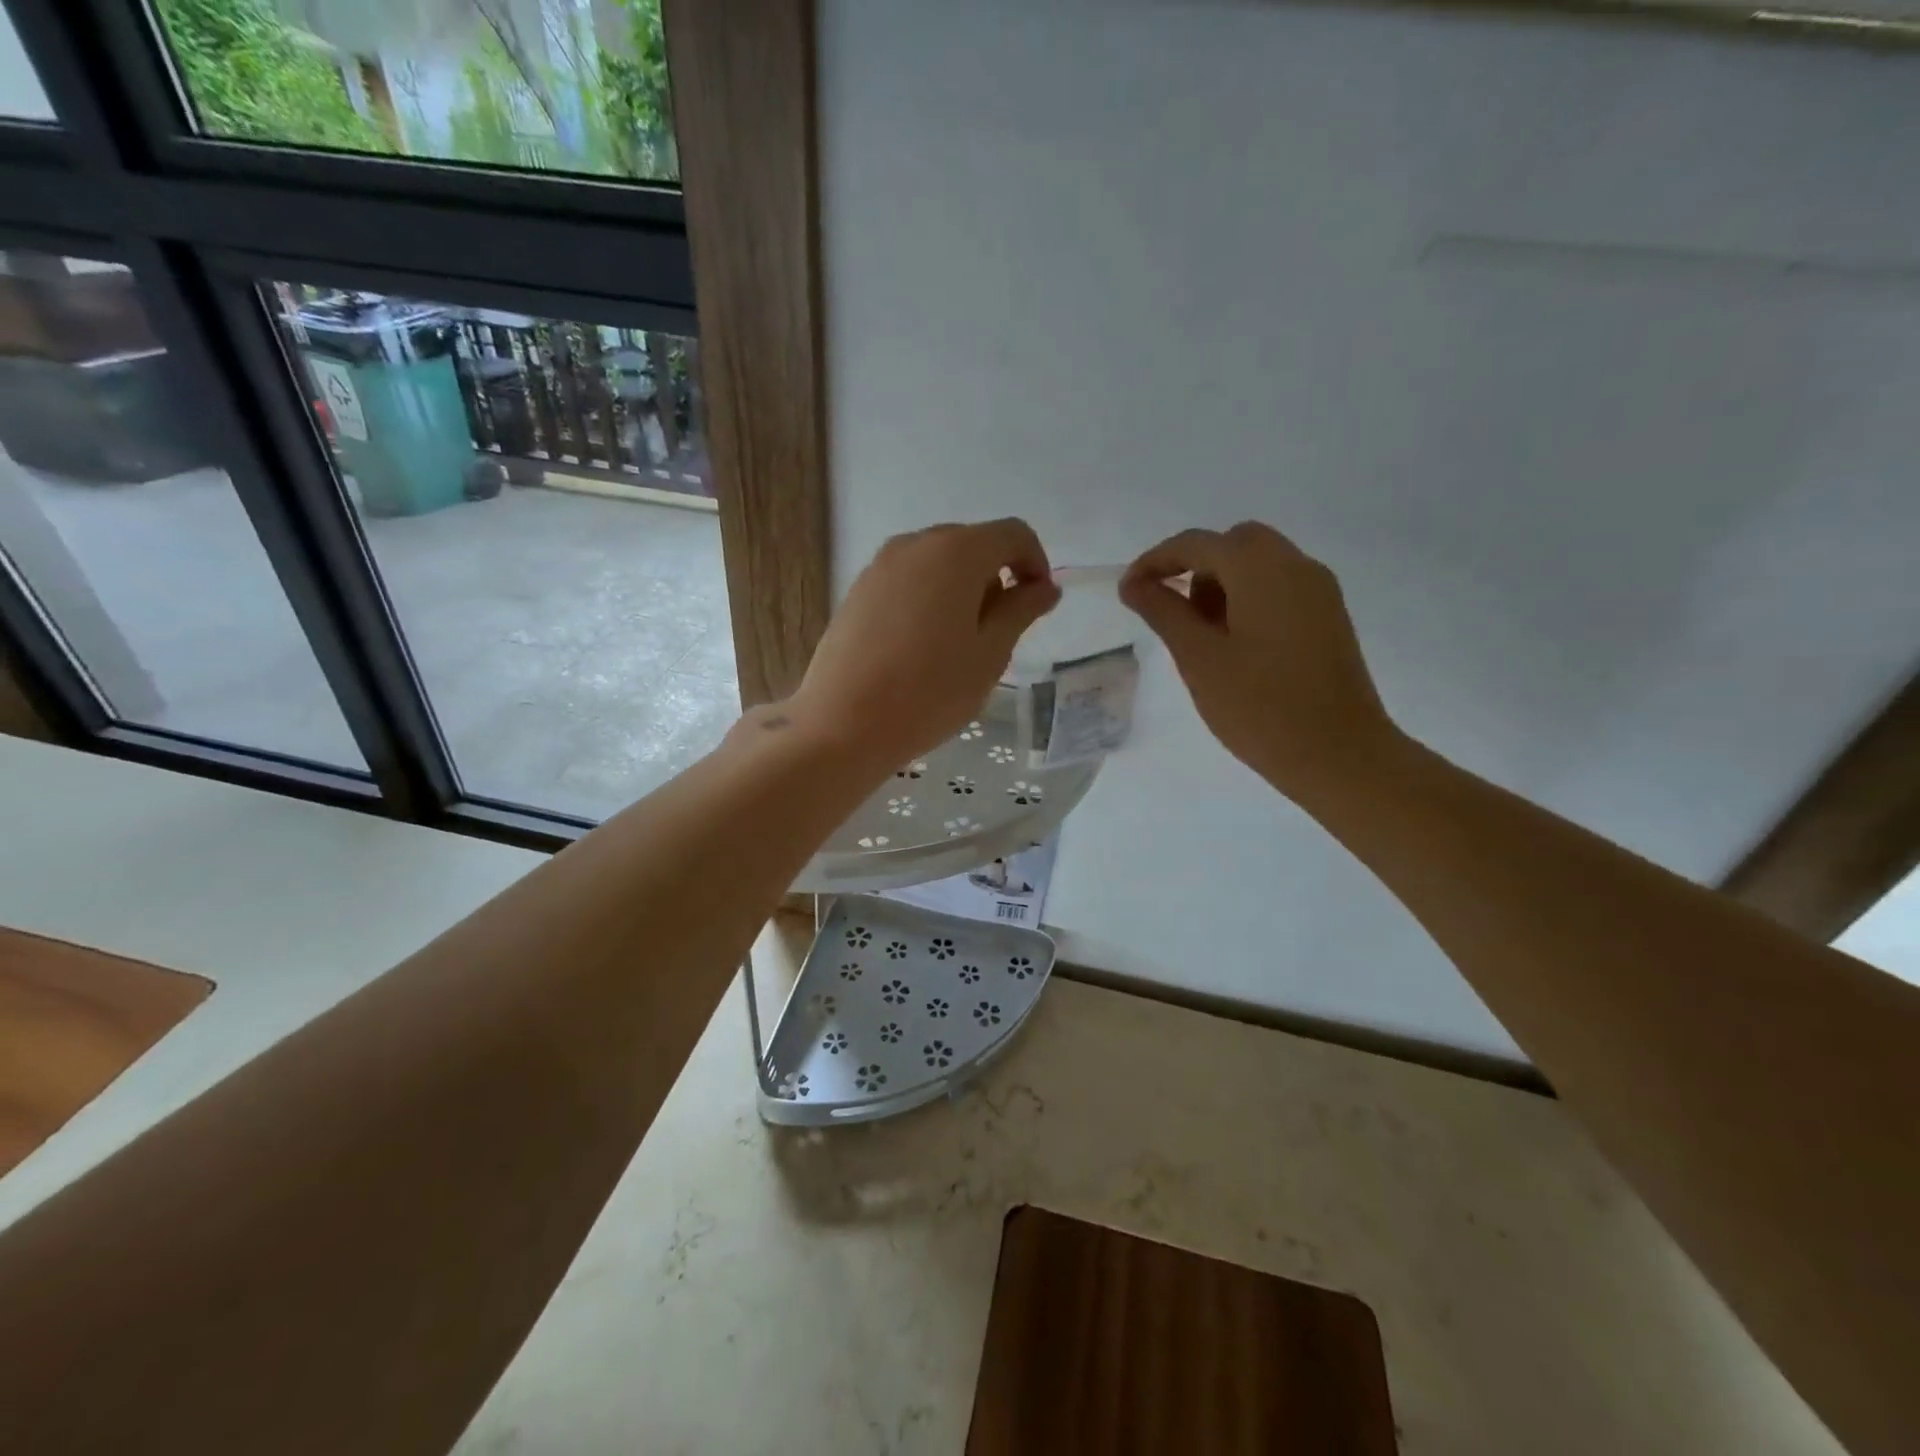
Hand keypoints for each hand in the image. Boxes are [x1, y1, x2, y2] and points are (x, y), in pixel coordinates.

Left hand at [786, 520, 1059, 772]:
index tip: (1036, 605)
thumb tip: (1044, 587)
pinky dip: (928, 599)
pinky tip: (922, 647)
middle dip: (996, 577)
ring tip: (958, 644)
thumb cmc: (929, 691)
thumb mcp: (990, 654)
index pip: (1013, 534)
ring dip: (961, 590)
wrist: (842, 723)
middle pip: (972, 544)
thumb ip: (1021, 610)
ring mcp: (880, 566)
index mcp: (957, 551)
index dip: (1036, 564)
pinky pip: (908, 581)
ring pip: (937, 563)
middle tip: (998, 633)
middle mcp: (916, 544)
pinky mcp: (858, 591)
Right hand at [1121, 523, 1398, 805]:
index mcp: (1261, 568)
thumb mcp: (1198, 658)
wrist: (1339, 754)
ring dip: (1221, 583)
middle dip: (1194, 567)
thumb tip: (1133, 584)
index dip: (1154, 561)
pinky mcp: (1329, 617)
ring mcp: (1319, 591)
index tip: (1127, 591)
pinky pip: (1279, 588)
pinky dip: (1247, 599)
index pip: (1196, 543)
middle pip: (1233, 544)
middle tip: (1168, 609)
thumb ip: (1163, 612)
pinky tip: (1233, 644)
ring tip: (1199, 635)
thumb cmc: (1259, 706)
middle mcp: (1296, 565)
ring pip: (1259, 564)